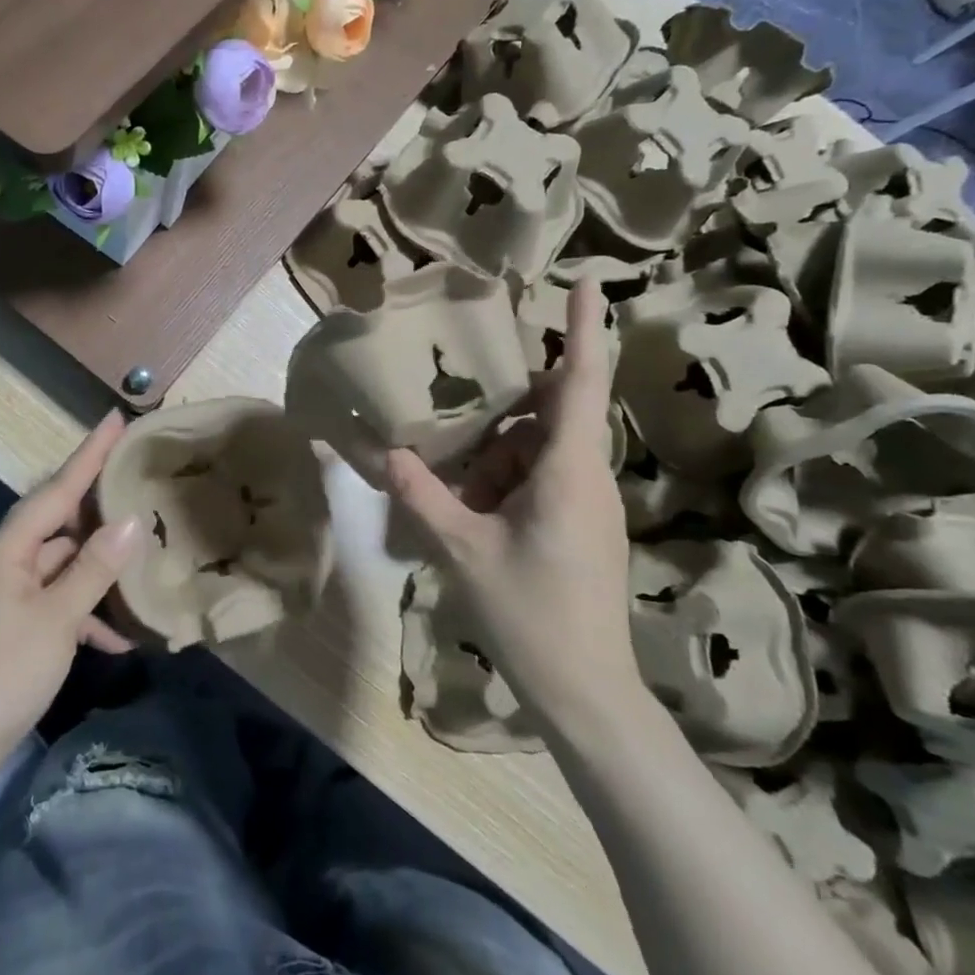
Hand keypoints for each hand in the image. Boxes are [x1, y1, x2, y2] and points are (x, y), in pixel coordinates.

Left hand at [0, 413, 141, 767]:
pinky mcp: (14, 624)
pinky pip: (57, 600)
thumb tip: (130, 520)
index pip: (56, 490)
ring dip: (98, 569)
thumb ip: (94, 567)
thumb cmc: (5, 674)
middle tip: (137, 482)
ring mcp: (8, 594)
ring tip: (142, 559)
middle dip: (99, 508)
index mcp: (7, 551)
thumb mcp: (58, 619)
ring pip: (62, 564)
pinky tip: (117, 636)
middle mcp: (4, 562)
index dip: (89, 454)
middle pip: (59, 522)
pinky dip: (85, 611)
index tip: (116, 418)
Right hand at [386, 279, 642, 722]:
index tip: (585, 280)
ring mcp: (587, 504)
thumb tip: (387, 454)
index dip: (584, 327)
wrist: (585, 694)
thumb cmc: (531, 615)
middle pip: (551, 414)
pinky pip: (541, 480)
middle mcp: (587, 477)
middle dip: (507, 405)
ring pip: (540, 451)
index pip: (581, 382)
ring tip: (452, 479)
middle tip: (462, 397)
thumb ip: (422, 496)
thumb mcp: (462, 551)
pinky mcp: (580, 526)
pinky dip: (504, 480)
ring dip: (497, 455)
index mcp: (569, 471)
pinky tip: (468, 507)